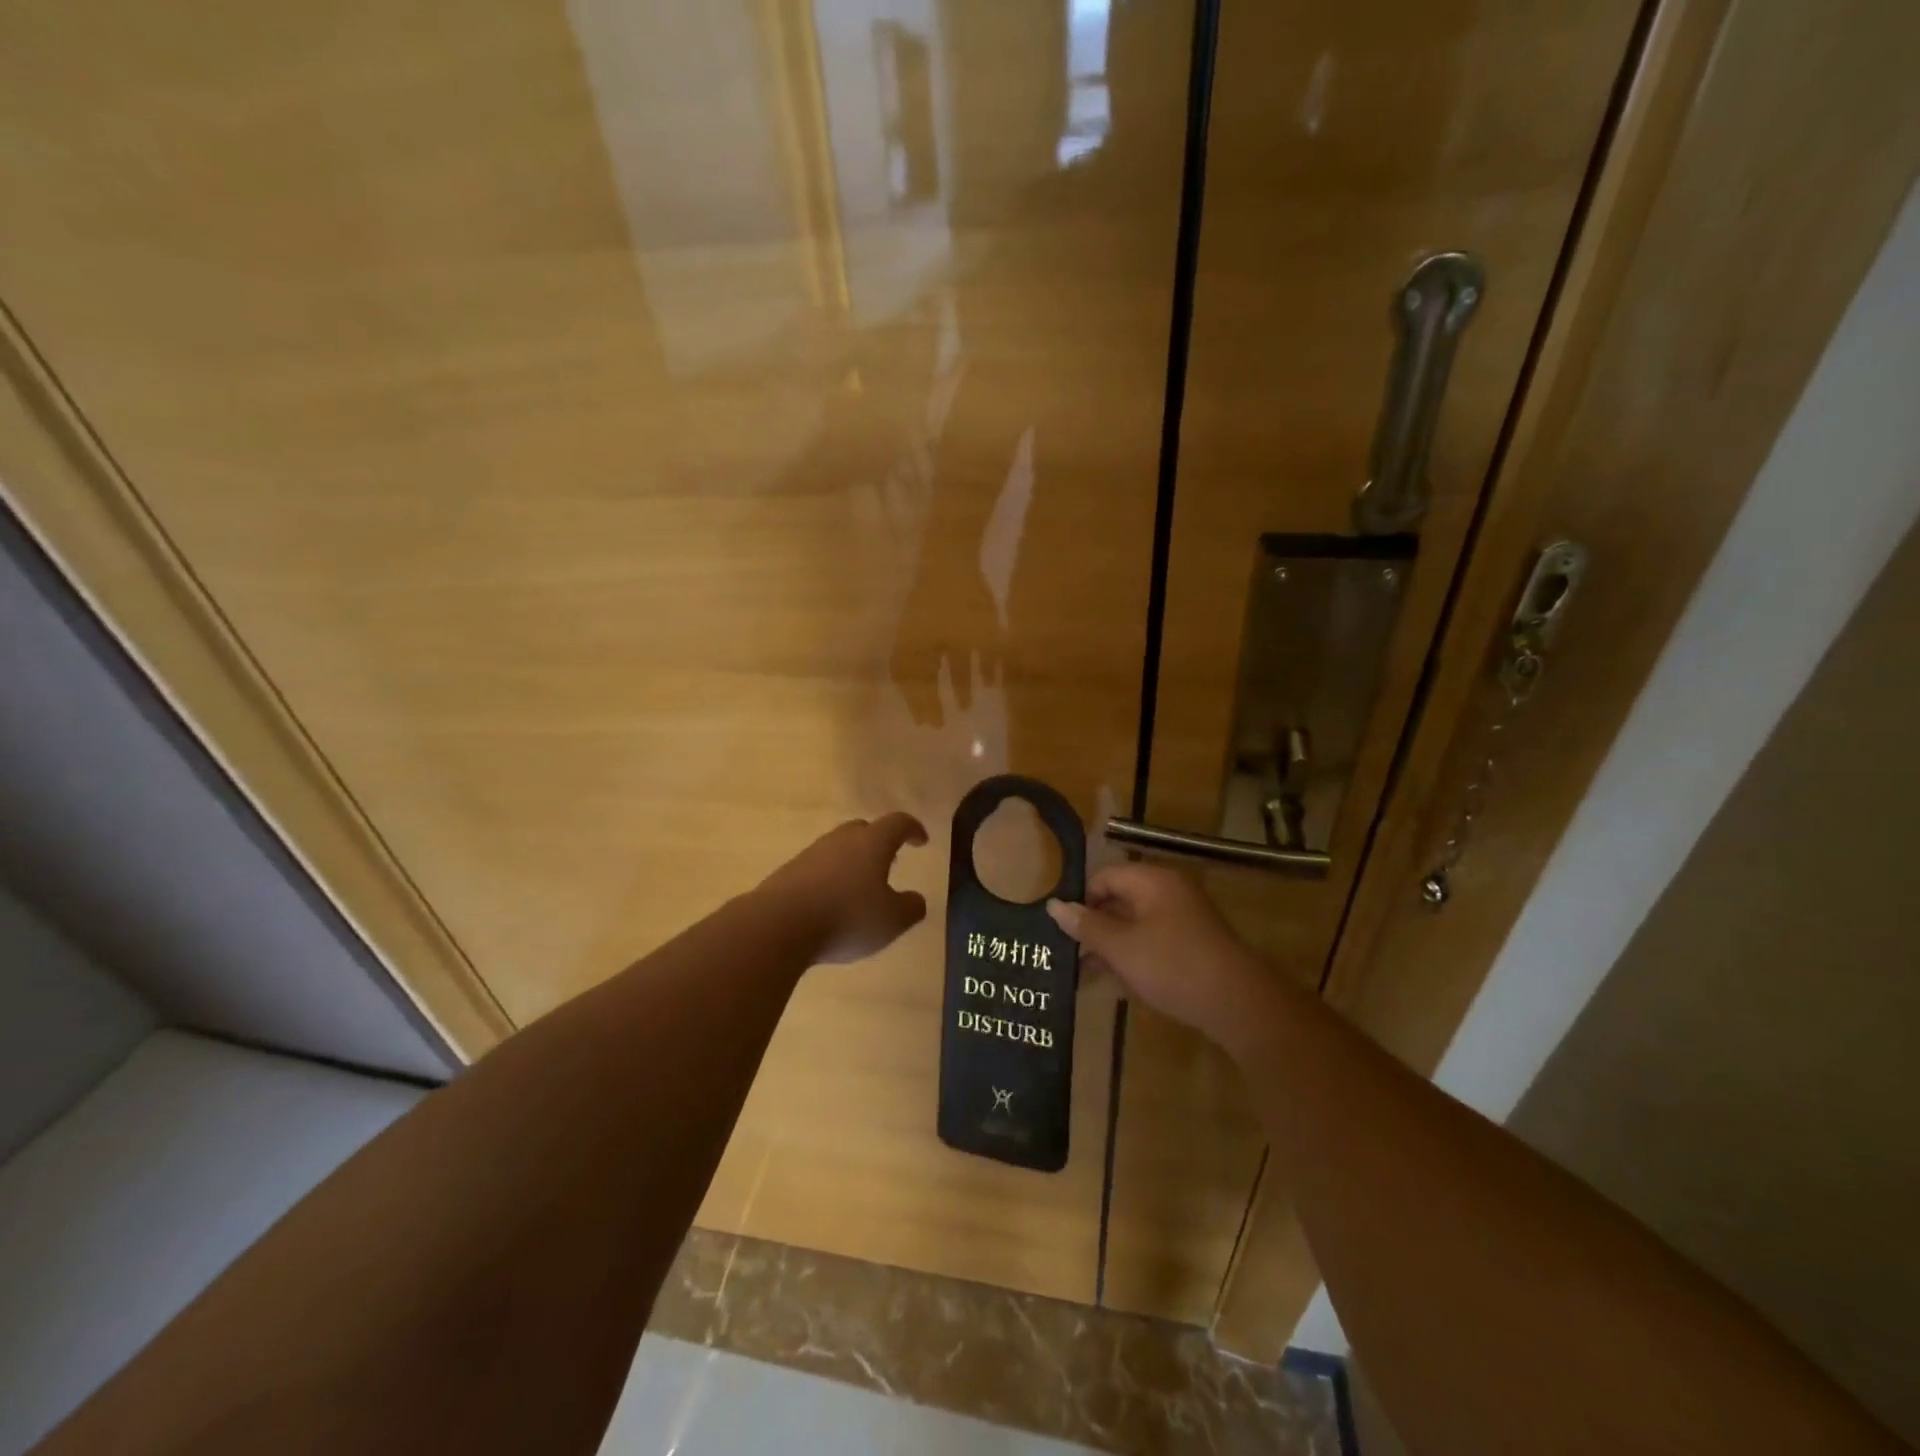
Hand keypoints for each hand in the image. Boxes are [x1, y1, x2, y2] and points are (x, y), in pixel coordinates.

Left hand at [759, 813, 929, 963]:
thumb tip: (916, 900)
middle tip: (890, 863)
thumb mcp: (892, 921)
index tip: (921, 840)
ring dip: (853, 862)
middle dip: (880, 842)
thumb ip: (911, 908)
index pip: (898, 823)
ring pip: (838, 848)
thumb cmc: (846, 917)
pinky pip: (817, 868)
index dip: (912, 829)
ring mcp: (811, 854)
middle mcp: (841, 840)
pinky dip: (830, 879)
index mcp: (872, 843)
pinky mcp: (788, 872)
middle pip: (864, 829)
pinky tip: (831, 903)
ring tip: (860, 887)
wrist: (777, 926)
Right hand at [1047, 864, 1276, 1050]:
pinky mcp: (1190, 946)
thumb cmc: (1172, 965)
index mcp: (1151, 880)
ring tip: (1081, 976)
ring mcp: (1182, 920)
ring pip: (1133, 926)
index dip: (1080, 900)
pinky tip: (1113, 986)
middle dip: (1091, 928)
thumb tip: (1054, 905)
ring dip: (1108, 948)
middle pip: (1117, 901)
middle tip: (1065, 954)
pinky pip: (1151, 944)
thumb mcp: (1121, 947)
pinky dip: (1131, 959)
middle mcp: (1167, 892)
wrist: (1238, 1004)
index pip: (1103, 877)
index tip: (1060, 929)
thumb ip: (1086, 925)